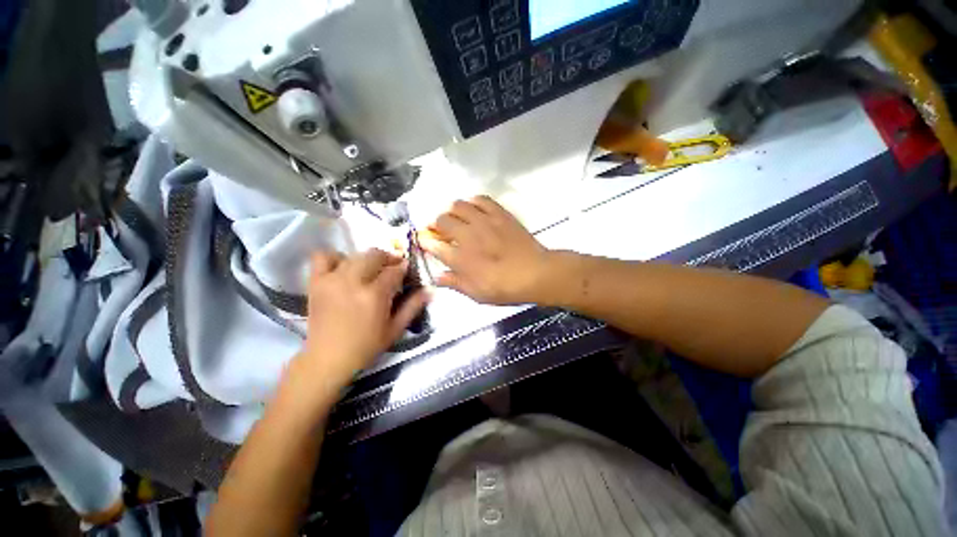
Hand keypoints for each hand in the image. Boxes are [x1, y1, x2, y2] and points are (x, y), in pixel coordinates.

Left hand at [294, 249, 428, 396]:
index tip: (407, 271)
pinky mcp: (316, 282)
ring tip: (370, 270)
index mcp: (375, 295)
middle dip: (388, 258)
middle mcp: (354, 282)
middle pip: (375, 255)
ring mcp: (332, 280)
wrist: (327, 359)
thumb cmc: (366, 346)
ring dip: (367, 259)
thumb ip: (413, 307)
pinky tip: (343, 268)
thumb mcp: (395, 329)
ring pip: (354, 254)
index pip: (394, 270)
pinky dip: (335, 257)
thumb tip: (430, 290)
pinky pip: (323, 257)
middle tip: (392, 268)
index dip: (403, 268)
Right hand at [419, 196, 551, 304]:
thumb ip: (455, 284)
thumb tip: (436, 277)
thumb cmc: (505, 288)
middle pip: (441, 220)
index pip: (433, 245)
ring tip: (456, 218)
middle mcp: (467, 236)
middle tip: (441, 230)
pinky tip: (474, 209)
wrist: (535, 273)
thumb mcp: (477, 294)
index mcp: (460, 258)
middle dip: (436, 224)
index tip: (425, 240)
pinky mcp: (499, 214)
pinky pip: (481, 199)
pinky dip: (473, 202)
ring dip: (452, 210)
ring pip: (458, 205)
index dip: (425, 242)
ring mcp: (484, 222)